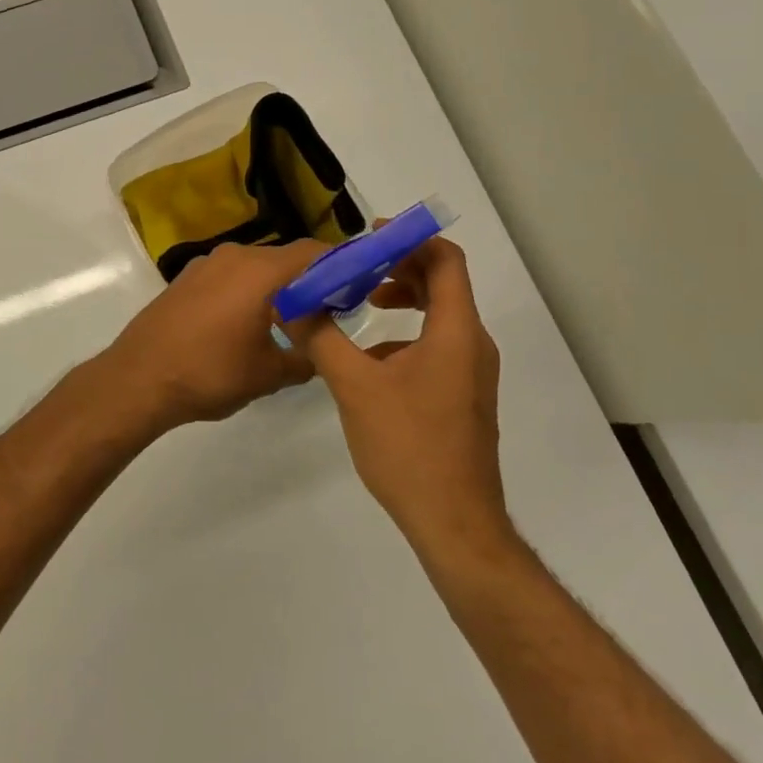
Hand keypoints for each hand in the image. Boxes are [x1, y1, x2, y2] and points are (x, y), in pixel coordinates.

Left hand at [93, 241, 325, 431]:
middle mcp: (234, 256)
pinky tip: (247, 323)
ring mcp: (205, 265)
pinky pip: (229, 276)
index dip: (339, 265)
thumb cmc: (209, 372)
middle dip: (308, 280)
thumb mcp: (268, 374)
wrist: (138, 378)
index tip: (355, 287)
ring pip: (255, 267)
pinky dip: (247, 290)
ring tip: (288, 321)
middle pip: (284, 258)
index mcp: (260, 271)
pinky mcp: (186, 279)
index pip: (312, 252)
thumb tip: (319, 354)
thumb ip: (304, 360)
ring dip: (276, 286)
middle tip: (326, 311)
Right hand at [285, 236, 511, 555]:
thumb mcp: (354, 386)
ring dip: (403, 299)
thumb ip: (321, 338)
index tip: (370, 238)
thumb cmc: (408, 446)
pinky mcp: (463, 396)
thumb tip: (289, 301)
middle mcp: (472, 344)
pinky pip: (438, 345)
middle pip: (443, 283)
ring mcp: (471, 373)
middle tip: (357, 268)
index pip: (446, 260)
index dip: (411, 239)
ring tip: (361, 304)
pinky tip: (370, 359)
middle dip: (399, 267)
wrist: (454, 524)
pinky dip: (406, 333)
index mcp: (456, 331)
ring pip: (440, 315)